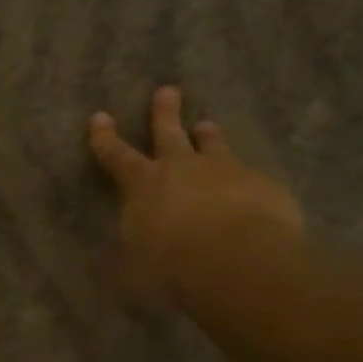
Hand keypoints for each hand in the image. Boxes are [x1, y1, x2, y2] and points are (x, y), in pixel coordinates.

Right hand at [88, 86, 303, 307]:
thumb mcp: (132, 270)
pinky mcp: (262, 185)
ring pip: (213, 145)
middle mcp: (182, 168)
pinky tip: (250, 187)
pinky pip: (250, 175)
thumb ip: (121, 260)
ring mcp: (225, 171)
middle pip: (169, 133)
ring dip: (208, 136)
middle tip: (167, 90)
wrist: (239, 262)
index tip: (100, 116)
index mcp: (143, 185)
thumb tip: (104, 262)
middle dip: (164, 112)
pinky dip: (244, 178)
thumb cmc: (171, 266)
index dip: (105, 138)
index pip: (116, 156)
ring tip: (208, 125)